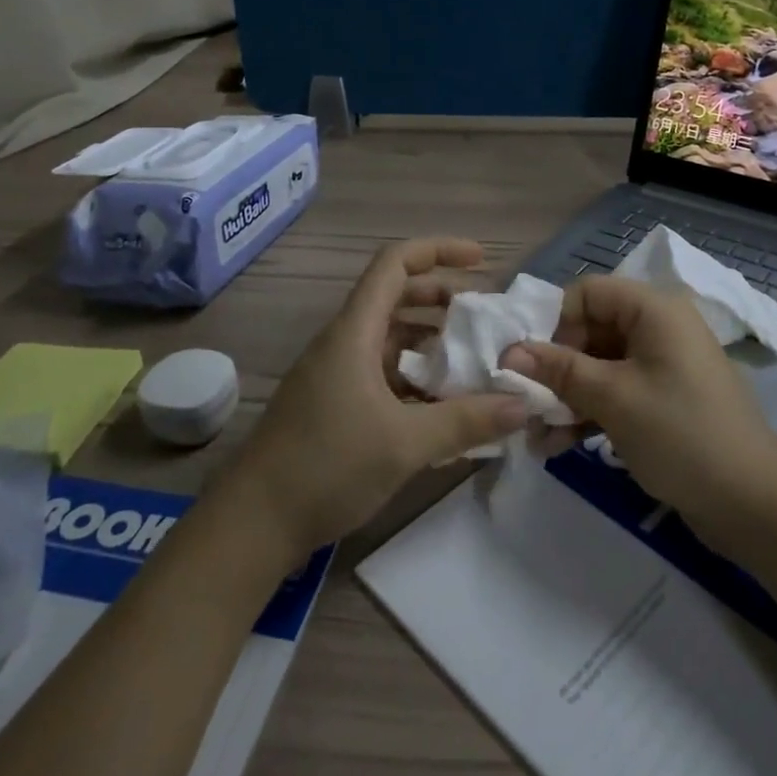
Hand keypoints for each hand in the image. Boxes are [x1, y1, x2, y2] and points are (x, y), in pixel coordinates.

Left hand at [218, 237, 527, 560]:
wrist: (253, 524)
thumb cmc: (327, 466)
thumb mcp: (405, 443)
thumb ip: (467, 421)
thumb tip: (523, 404)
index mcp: (354, 332)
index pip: (395, 264)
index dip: (439, 250)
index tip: (481, 261)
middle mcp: (344, 342)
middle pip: (396, 297)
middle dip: (443, 298)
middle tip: (485, 316)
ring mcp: (336, 374)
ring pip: (391, 338)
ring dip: (431, 342)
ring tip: (474, 360)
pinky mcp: (334, 404)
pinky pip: (383, 372)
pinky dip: (415, 377)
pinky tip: (443, 405)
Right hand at [504, 276, 776, 556]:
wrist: (755, 506)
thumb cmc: (681, 434)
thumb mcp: (613, 398)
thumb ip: (559, 370)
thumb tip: (509, 352)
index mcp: (653, 310)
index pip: (587, 292)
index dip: (555, 322)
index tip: (532, 363)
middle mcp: (658, 328)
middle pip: (590, 330)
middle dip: (554, 367)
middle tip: (526, 403)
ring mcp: (661, 366)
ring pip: (598, 366)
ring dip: (565, 396)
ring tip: (534, 434)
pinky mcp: (662, 401)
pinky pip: (615, 393)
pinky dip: (588, 413)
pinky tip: (557, 446)